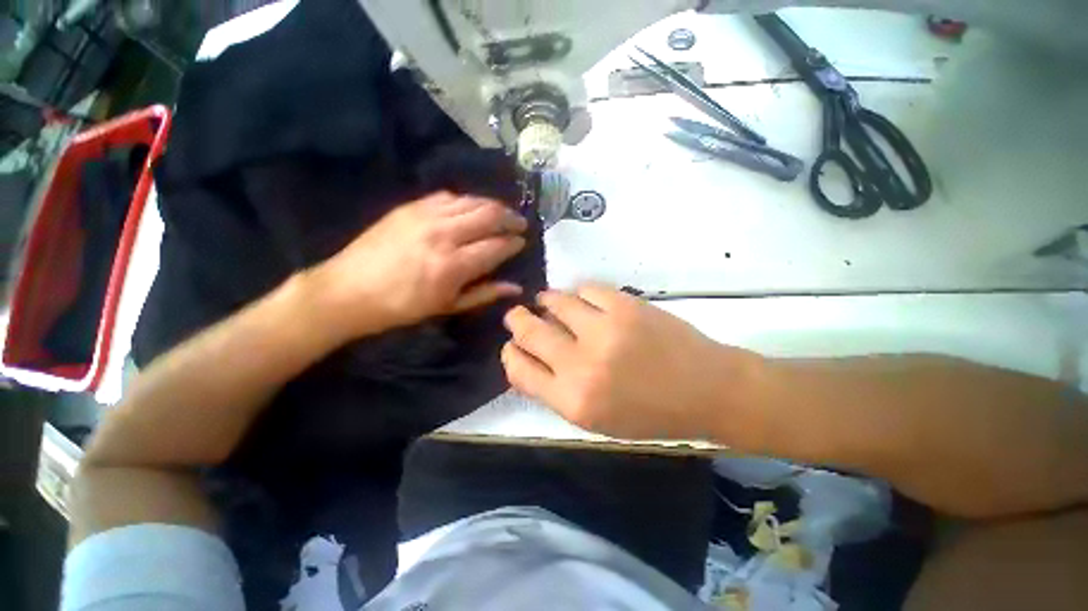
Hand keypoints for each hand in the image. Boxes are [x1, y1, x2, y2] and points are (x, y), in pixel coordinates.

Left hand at [308, 191, 527, 340]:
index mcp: (453, 265)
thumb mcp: (448, 306)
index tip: (522, 242)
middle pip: (489, 215)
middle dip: (510, 218)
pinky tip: (471, 208)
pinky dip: (466, 200)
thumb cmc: (403, 306)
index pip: (496, 246)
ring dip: (492, 205)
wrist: (349, 290)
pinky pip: (448, 196)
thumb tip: (516, 287)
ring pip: (471, 201)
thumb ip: (485, 293)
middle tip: (520, 223)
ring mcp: (425, 216)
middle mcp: (443, 234)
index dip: (514, 242)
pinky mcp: (410, 207)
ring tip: (502, 213)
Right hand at [501, 284, 763, 440]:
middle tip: (518, 314)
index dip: (510, 353)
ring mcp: (604, 329)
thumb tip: (528, 359)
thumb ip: (556, 391)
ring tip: (549, 302)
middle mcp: (582, 364)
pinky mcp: (625, 305)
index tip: (512, 344)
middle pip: (528, 330)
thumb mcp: (595, 419)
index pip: (519, 369)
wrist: (706, 390)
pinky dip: (579, 294)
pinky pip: (586, 289)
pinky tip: (584, 301)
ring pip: (554, 301)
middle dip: (517, 319)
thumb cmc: (649, 413)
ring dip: (546, 301)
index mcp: (573, 401)